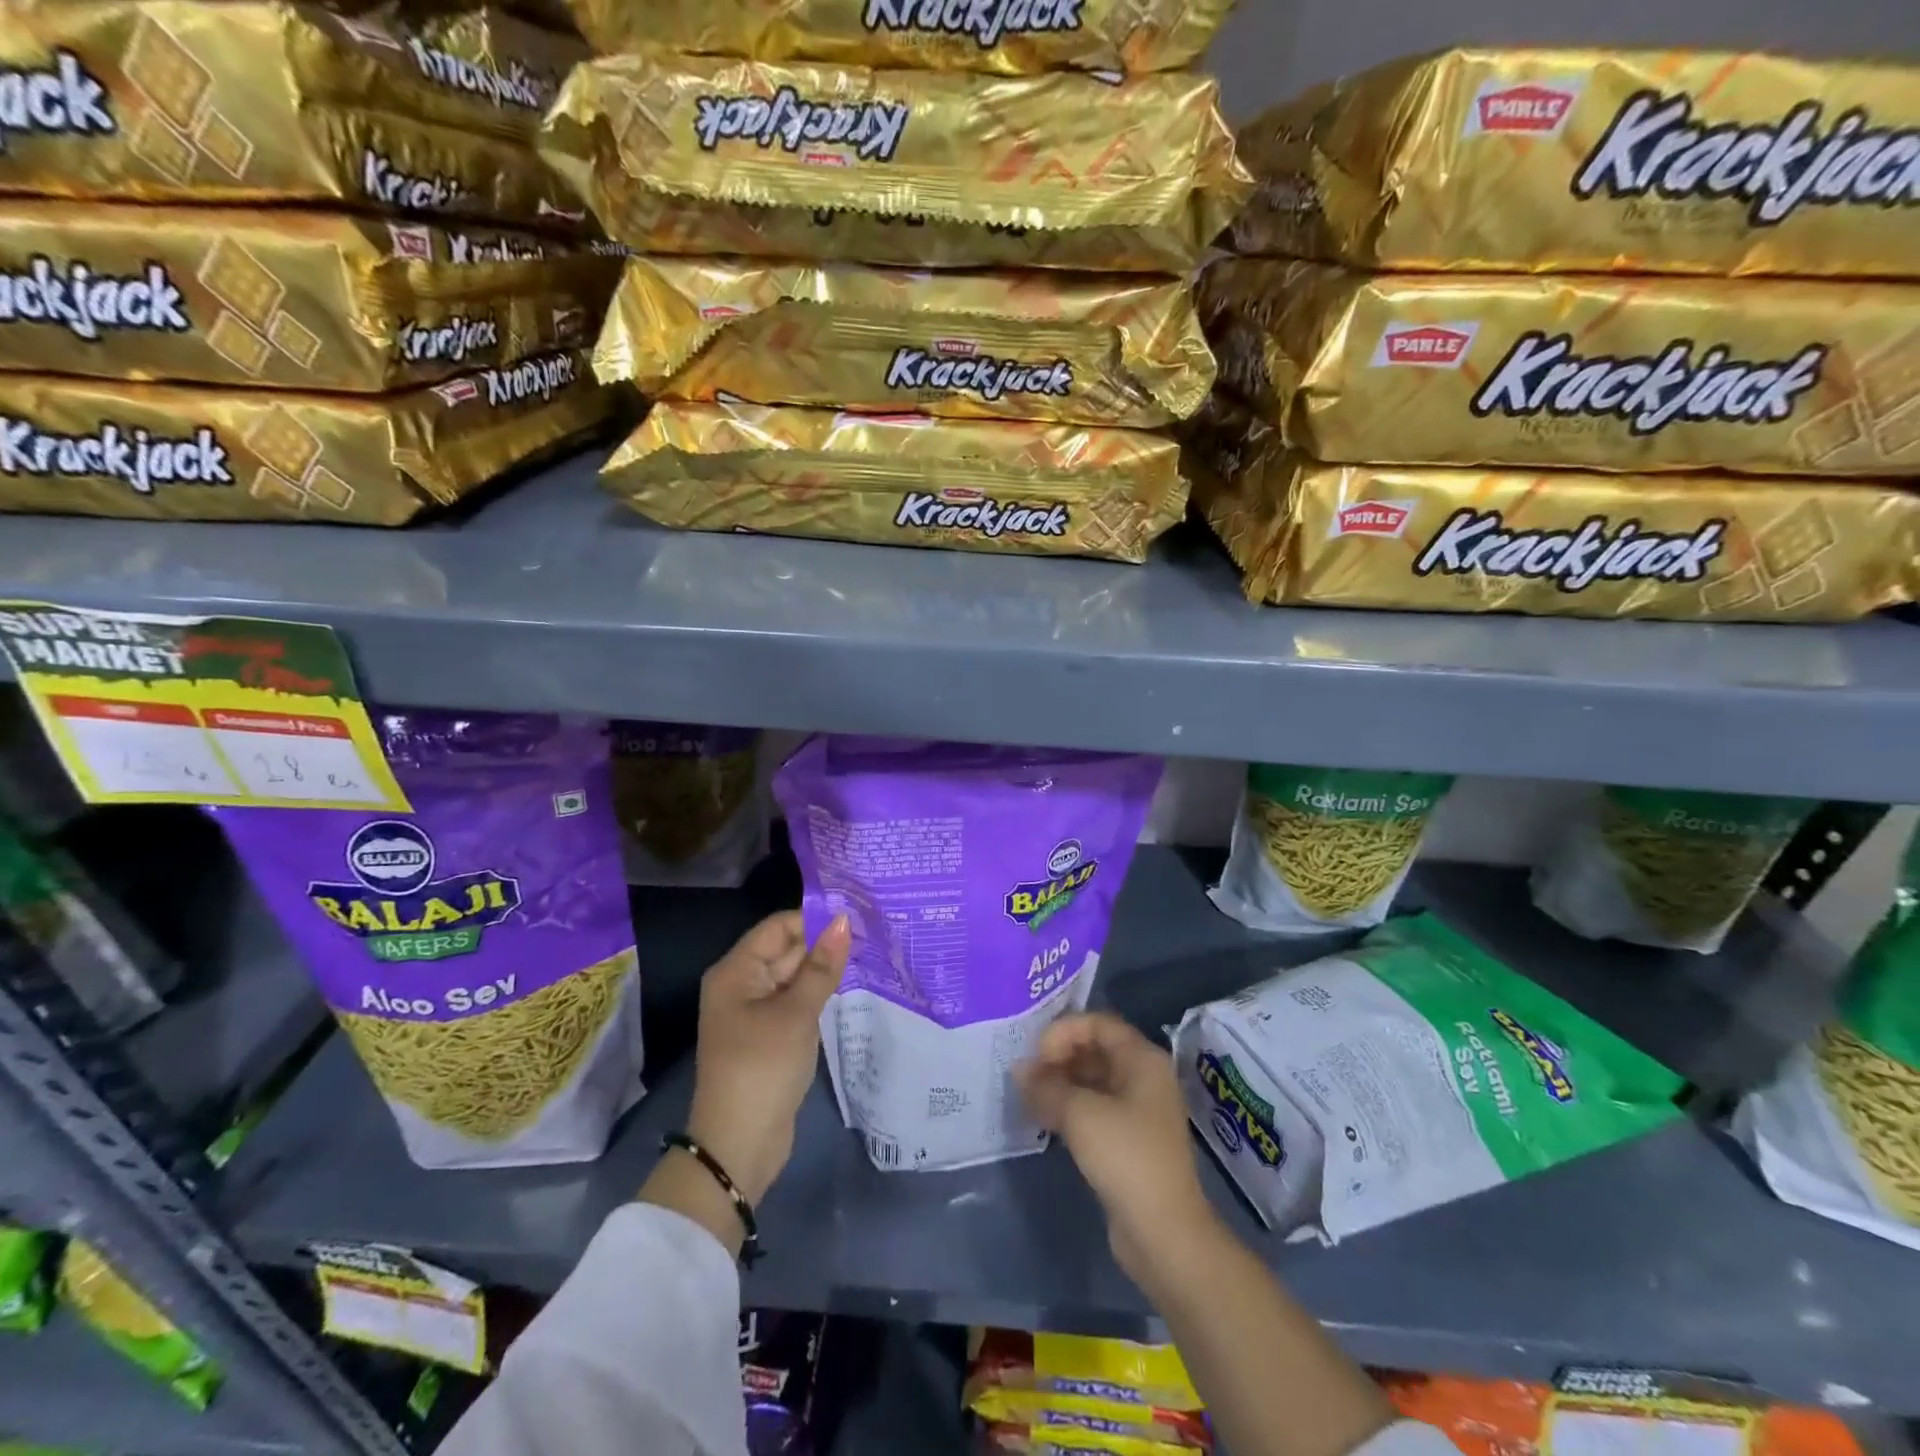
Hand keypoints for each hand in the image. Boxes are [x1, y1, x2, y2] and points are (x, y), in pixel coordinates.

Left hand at [685, 910, 849, 1203]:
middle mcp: (742, 984)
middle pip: (786, 949)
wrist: (739, 1145)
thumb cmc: (762, 1068)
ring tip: (870, 953)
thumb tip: (844, 920)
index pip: (778, 926)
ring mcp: (755, 1011)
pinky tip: (850, 987)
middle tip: (872, 932)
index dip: (815, 918)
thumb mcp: (797, 1013)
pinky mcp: (769, 1034)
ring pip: (794, 976)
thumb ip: (822, 966)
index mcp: (736, 971)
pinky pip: (796, 1000)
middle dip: (824, 943)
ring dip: (825, 969)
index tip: (857, 916)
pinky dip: (819, 993)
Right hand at [1016, 1012, 1215, 1283]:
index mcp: (1142, 1058)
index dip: (1064, 1031)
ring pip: (1093, 1081)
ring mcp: (1139, 1110)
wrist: (1164, 1233)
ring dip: (1061, 1084)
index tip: (1036, 1055)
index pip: (1098, 1023)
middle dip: (1059, 1057)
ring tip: (1028, 1096)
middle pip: (1095, 1050)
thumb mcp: (1079, 1114)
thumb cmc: (1126, 1157)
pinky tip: (1044, 1119)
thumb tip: (1020, 1070)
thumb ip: (1046, 1085)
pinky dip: (1070, 1108)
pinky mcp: (1129, 1141)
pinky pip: (1095, 1109)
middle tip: (1026, 1076)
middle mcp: (1144, 1077)